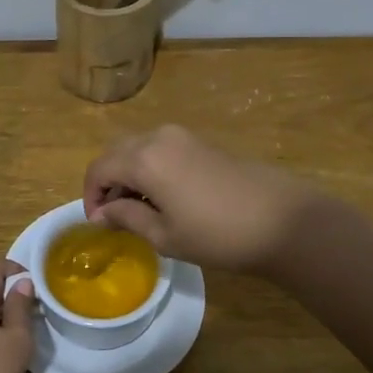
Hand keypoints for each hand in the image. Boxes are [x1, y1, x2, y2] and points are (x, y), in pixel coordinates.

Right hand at [81, 125, 319, 273]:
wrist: (281, 220)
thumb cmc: (217, 234)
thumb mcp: (165, 235)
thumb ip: (127, 218)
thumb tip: (103, 213)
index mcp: (143, 159)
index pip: (99, 169)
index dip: (91, 196)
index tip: (97, 224)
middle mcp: (158, 137)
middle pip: (116, 152)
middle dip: (107, 181)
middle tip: (112, 216)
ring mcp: (182, 136)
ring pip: (137, 148)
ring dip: (128, 173)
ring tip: (137, 209)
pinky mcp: (201, 142)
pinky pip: (159, 148)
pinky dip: (148, 167)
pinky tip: (162, 196)